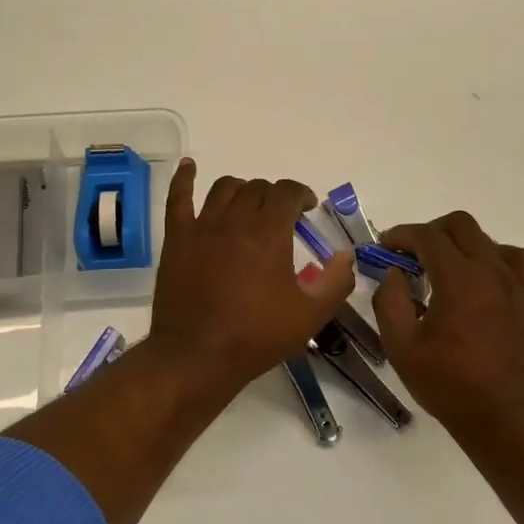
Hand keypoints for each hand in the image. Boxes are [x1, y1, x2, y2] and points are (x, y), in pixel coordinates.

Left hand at [147, 160, 356, 395]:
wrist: (197, 356)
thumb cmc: (257, 337)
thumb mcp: (310, 315)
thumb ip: (336, 282)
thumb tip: (346, 255)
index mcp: (269, 234)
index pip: (287, 192)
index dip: (301, 193)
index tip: (307, 207)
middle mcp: (235, 220)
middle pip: (257, 187)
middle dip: (274, 195)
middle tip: (281, 215)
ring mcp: (202, 227)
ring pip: (224, 188)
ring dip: (242, 189)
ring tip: (248, 203)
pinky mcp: (177, 239)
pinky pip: (178, 199)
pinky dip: (185, 179)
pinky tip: (189, 167)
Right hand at [372, 211, 523, 430]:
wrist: (508, 417)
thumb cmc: (450, 384)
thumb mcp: (402, 347)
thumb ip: (390, 302)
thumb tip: (393, 273)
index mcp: (458, 279)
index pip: (427, 236)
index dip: (401, 235)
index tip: (384, 246)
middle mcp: (490, 271)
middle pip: (460, 225)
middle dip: (430, 231)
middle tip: (410, 254)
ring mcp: (515, 284)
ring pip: (488, 239)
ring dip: (461, 243)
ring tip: (444, 267)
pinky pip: (517, 260)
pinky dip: (495, 257)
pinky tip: (482, 278)